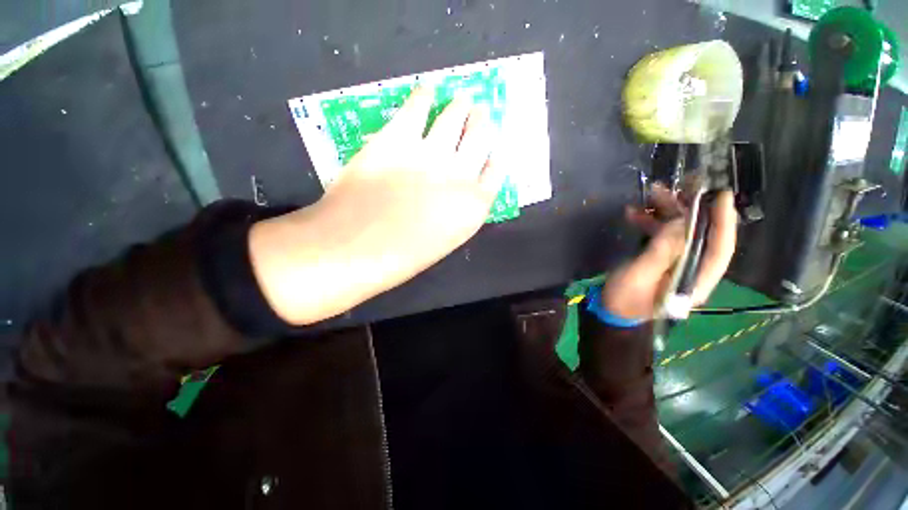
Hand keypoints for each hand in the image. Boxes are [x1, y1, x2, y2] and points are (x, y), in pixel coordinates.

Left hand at [249, 88, 504, 324]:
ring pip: (454, 118)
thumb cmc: (403, 256)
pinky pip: (417, 107)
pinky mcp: (398, 136)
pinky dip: (424, 95)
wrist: (357, 247)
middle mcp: (461, 174)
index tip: (494, 148)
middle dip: (481, 124)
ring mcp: (431, 152)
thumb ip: (457, 212)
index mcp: (474, 206)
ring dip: (460, 107)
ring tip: (462, 99)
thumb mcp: (444, 239)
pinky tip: (427, 90)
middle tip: (480, 112)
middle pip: (480, 138)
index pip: (495, 172)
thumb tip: (457, 191)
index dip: (495, 157)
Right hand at [602, 186, 736, 320]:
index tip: (720, 196)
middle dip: (691, 210)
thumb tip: (681, 223)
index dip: (722, 222)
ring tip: (651, 194)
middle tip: (681, 186)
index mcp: (695, 281)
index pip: (719, 250)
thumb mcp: (638, 275)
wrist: (610, 311)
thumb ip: (661, 251)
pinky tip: (634, 213)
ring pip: (681, 233)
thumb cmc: (624, 298)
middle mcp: (693, 271)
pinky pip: (663, 237)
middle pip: (701, 236)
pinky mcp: (662, 261)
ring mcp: (677, 265)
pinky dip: (651, 223)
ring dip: (668, 213)